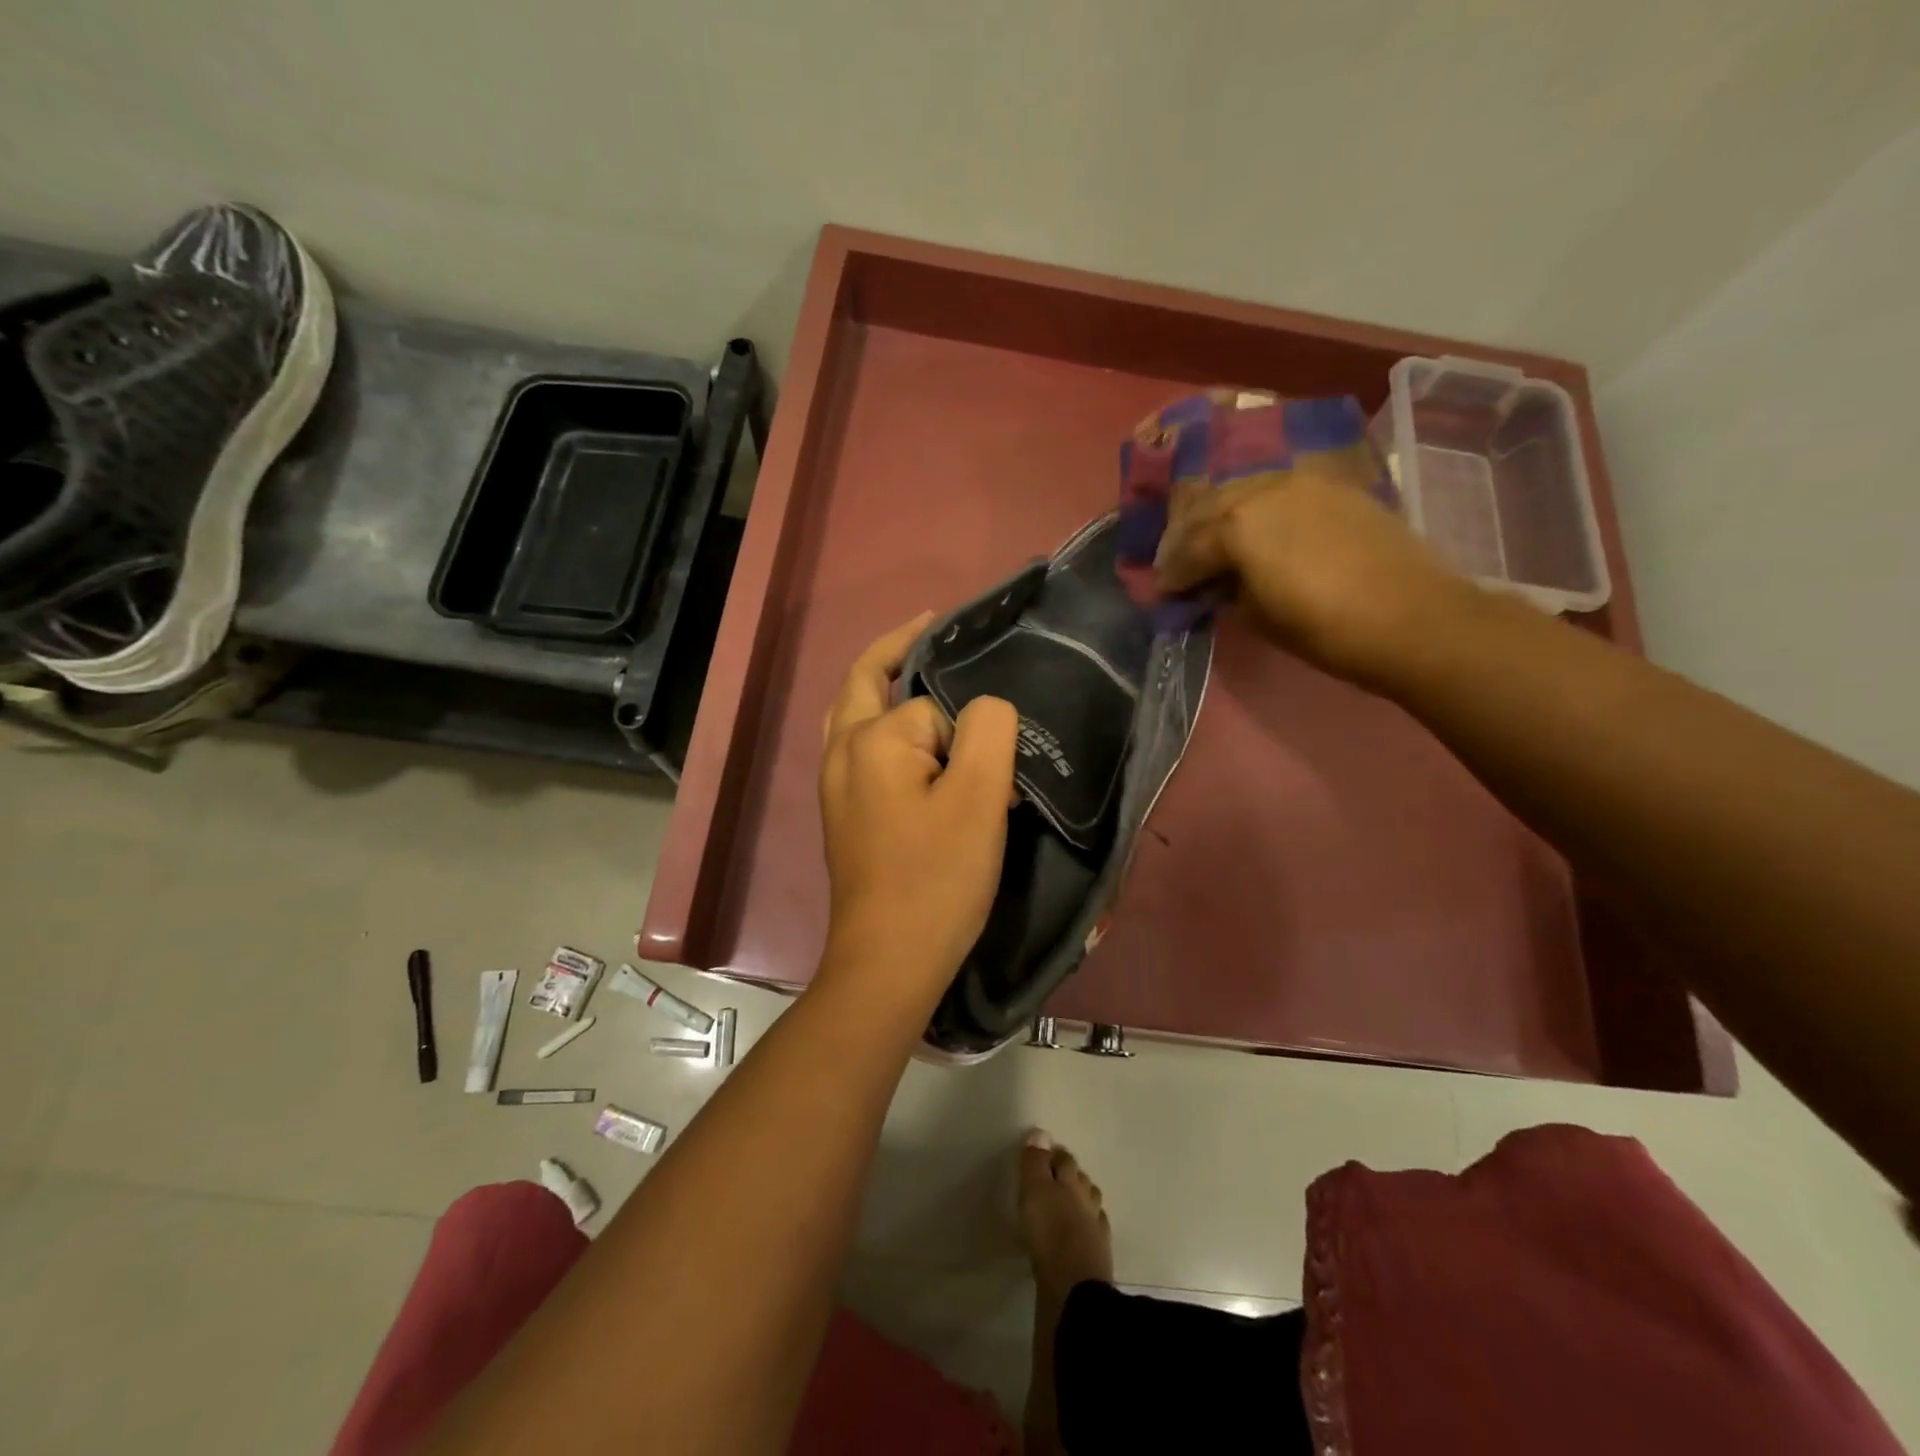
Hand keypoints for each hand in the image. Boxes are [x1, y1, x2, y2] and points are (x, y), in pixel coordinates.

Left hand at [818, 614, 1019, 1009]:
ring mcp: (834, 785)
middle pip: (864, 680)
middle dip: (898, 648)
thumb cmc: (936, 878)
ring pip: (854, 713)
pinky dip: (880, 726)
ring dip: (883, 686)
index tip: (998, 769)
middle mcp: (841, 752)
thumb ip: (987, 729)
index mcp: (871, 739)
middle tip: (933, 626)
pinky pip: (857, 748)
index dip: (968, 729)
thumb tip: (982, 709)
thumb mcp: (979, 796)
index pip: (930, 702)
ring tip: (919, 675)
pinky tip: (908, 745)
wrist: (888, 960)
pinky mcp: (840, 813)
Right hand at [1153, 451, 1472, 683]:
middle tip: (1177, 562)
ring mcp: (1303, 481)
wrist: (1413, 617)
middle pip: (1210, 507)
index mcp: (1237, 525)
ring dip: (1221, 516)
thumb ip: (1227, 591)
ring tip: (1214, 542)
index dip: (1172, 574)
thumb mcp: (1258, 617)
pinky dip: (1257, 508)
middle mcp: (1264, 490)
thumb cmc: (1325, 629)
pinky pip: (1278, 490)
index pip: (1188, 548)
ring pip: (1243, 490)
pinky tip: (1256, 528)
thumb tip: (1215, 583)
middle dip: (1187, 537)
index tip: (1164, 592)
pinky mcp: (1334, 487)